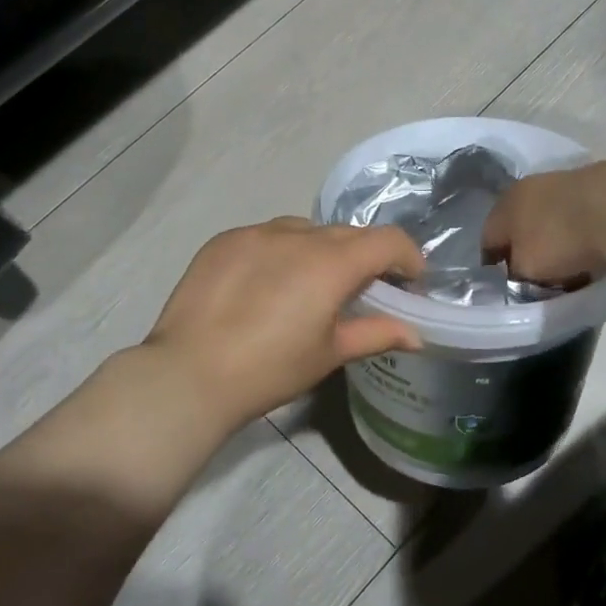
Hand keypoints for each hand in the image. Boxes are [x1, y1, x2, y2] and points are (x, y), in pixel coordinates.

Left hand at [143, 217, 426, 433]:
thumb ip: (376, 334)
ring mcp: (257, 233)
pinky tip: (266, 284)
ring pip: (306, 230)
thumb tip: (416, 336)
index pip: (388, 240)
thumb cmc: (270, 369)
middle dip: (365, 256)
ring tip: (309, 285)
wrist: (188, 374)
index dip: (408, 257)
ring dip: (322, 250)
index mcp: (332, 263)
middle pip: (349, 233)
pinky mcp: (225, 240)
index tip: (409, 282)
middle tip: (360, 290)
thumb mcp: (329, 354)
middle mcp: (298, 236)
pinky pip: (267, 235)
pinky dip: (281, 251)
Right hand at [483, 155, 605, 283]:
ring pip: (552, 219)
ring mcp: (566, 182)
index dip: (494, 265)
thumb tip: (519, 274)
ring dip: (557, 240)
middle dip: (527, 251)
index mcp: (505, 205)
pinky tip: (596, 251)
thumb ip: (516, 274)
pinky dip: (583, 234)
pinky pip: (582, 217)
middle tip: (538, 278)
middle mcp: (530, 187)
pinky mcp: (599, 185)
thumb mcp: (526, 270)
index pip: (488, 239)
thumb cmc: (561, 240)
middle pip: (521, 226)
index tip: (505, 285)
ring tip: (571, 267)